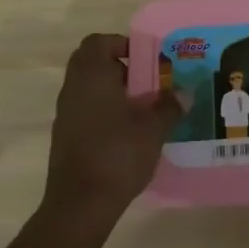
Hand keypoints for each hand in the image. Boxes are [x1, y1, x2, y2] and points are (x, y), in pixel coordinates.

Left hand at [43, 34, 182, 221]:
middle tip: (145, 82)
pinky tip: (126, 134)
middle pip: (92, 64)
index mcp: (92, 75)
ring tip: (141, 109)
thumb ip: (169, 106)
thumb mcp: (153, 127)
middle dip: (119, 68)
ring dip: (112, 92)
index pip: (98, 42)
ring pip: (88, 89)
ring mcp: (65, 114)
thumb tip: (183, 94)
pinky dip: (103, 113)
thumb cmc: (117, 153)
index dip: (121, 44)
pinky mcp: (64, 138)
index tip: (144, 60)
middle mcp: (73, 88)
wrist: (80, 205)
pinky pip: (85, 111)